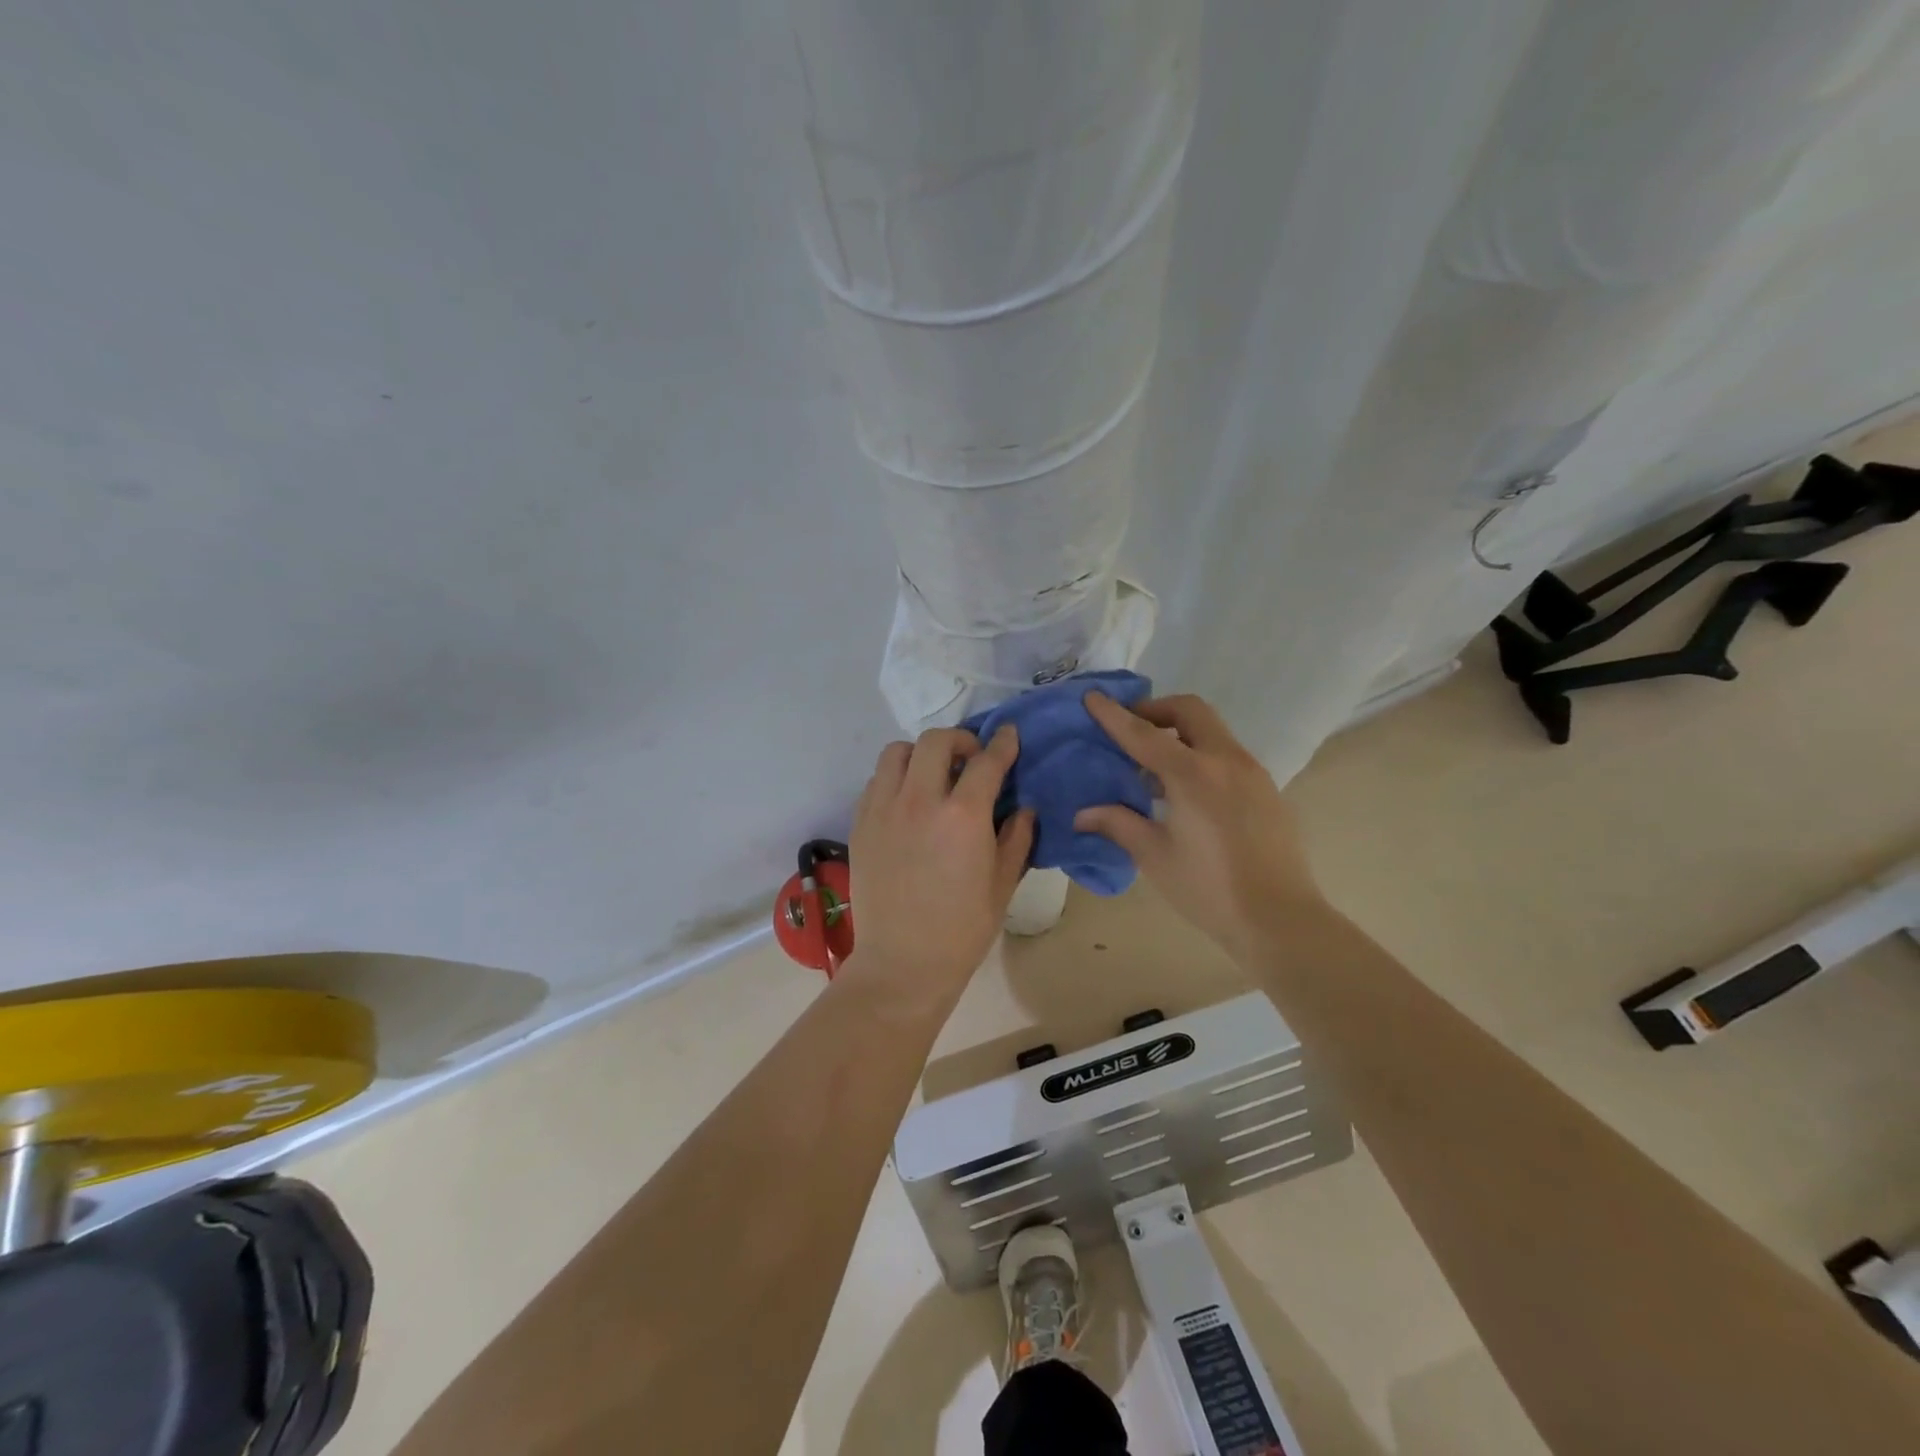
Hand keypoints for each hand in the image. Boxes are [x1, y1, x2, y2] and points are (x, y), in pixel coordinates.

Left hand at [844, 725, 1035, 1009]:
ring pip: (897, 752)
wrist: (902, 963)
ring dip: (921, 754)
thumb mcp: (1002, 885)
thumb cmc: (961, 930)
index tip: (1009, 735)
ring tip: (933, 775)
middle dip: (960, 740)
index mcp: (962, 816)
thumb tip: (1024, 809)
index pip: (986, 761)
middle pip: (936, 742)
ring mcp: (883, 809)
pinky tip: (907, 801)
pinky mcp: (860, 824)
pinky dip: (896, 778)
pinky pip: (876, 780)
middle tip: (971, 758)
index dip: (1002, 743)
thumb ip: (1016, 838)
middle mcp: (920, 801)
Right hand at [1075, 693, 1321, 956]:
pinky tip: (1186, 793)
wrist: (1280, 919)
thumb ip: (1118, 824)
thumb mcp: (1155, 856)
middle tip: (1131, 730)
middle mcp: (1225, 760)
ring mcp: (1252, 772)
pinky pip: (1226, 754)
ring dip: (1180, 733)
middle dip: (1156, 710)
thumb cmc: (1209, 889)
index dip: (1114, 715)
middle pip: (1189, 711)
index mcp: (1193, 774)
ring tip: (1154, 768)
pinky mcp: (1266, 789)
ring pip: (1212, 730)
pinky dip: (1200, 754)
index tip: (1092, 696)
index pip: (1143, 734)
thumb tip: (1082, 814)